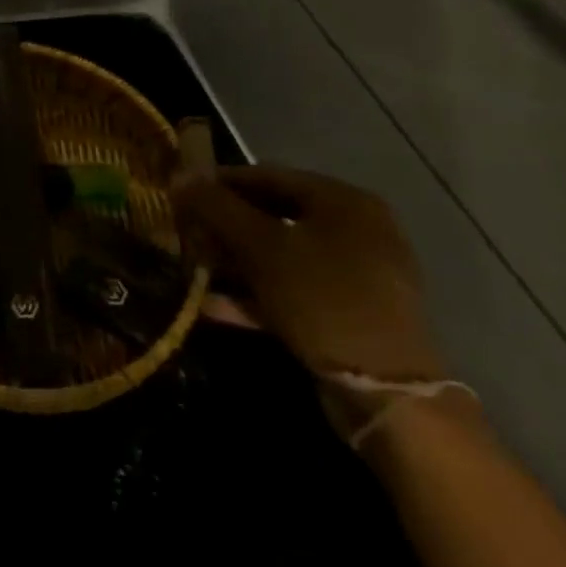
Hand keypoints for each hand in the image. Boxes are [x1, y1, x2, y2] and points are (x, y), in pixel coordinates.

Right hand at [175, 166, 446, 383]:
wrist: (386, 391)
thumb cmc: (322, 298)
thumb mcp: (261, 247)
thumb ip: (216, 207)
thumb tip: (180, 175)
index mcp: (342, 202)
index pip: (265, 175)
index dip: (217, 183)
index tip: (179, 196)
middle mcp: (354, 229)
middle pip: (271, 215)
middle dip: (223, 227)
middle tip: (183, 235)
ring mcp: (354, 273)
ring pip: (278, 255)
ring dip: (233, 262)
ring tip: (191, 270)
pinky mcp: (347, 311)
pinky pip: (291, 289)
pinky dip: (254, 293)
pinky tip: (212, 306)